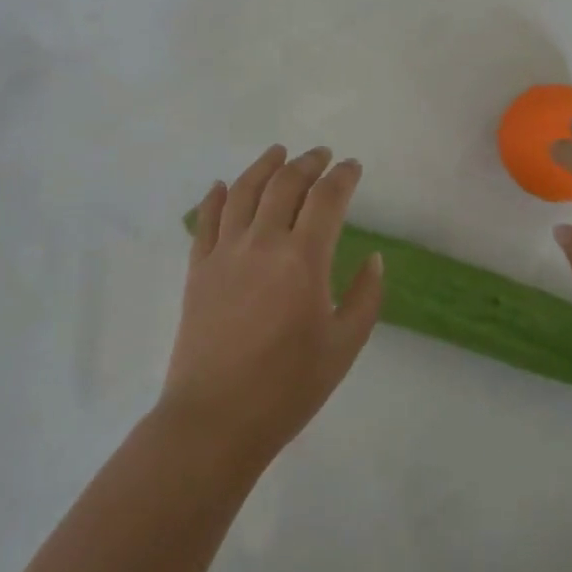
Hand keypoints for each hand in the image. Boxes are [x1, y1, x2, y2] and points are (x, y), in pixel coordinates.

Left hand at [160, 145, 383, 469]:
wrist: (216, 420)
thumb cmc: (288, 388)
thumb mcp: (344, 346)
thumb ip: (365, 297)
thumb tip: (373, 258)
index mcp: (303, 259)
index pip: (327, 198)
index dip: (343, 176)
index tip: (353, 166)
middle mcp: (263, 242)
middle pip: (286, 183)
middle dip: (308, 163)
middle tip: (321, 155)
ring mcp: (225, 252)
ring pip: (244, 190)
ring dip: (264, 165)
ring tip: (278, 152)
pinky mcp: (198, 268)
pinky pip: (207, 219)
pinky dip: (216, 196)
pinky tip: (223, 185)